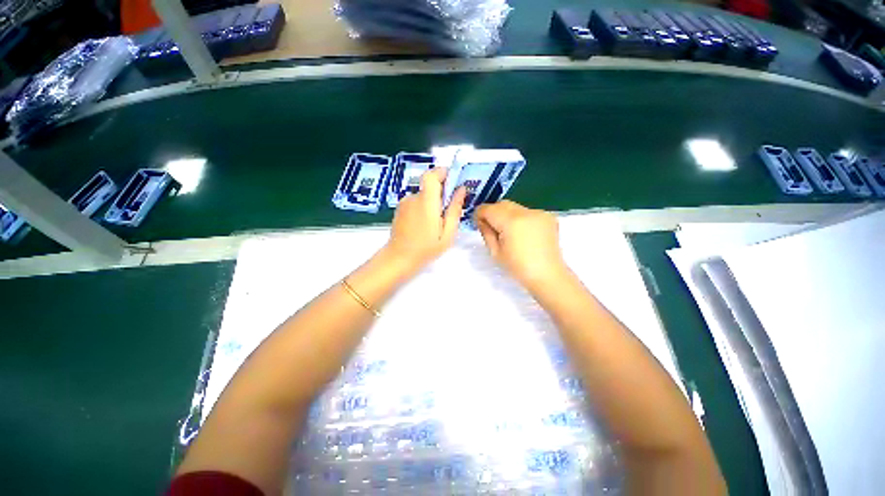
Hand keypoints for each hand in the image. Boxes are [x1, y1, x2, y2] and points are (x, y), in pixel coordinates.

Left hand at [384, 167, 466, 271]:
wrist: (399, 258)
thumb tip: (461, 189)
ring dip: (432, 203)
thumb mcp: (447, 233)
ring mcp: (404, 203)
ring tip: (436, 223)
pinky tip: (425, 225)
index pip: (432, 174)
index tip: (454, 183)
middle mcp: (413, 197)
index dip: (443, 173)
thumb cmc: (426, 248)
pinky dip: (423, 208)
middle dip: (441, 193)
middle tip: (448, 212)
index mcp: (426, 201)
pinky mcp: (400, 209)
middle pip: (429, 185)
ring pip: (423, 195)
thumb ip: (454, 209)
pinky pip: (416, 202)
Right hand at [474, 201, 569, 290]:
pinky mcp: (548, 217)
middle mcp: (525, 212)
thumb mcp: (495, 252)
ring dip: (507, 215)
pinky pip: (528, 212)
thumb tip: (482, 220)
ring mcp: (539, 213)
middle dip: (493, 212)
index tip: (478, 223)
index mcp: (511, 222)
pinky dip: (521, 218)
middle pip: (502, 204)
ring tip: (509, 232)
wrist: (548, 275)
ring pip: (515, 207)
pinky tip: (524, 233)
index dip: (479, 214)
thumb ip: (486, 232)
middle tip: (492, 228)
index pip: (488, 209)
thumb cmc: (518, 267)